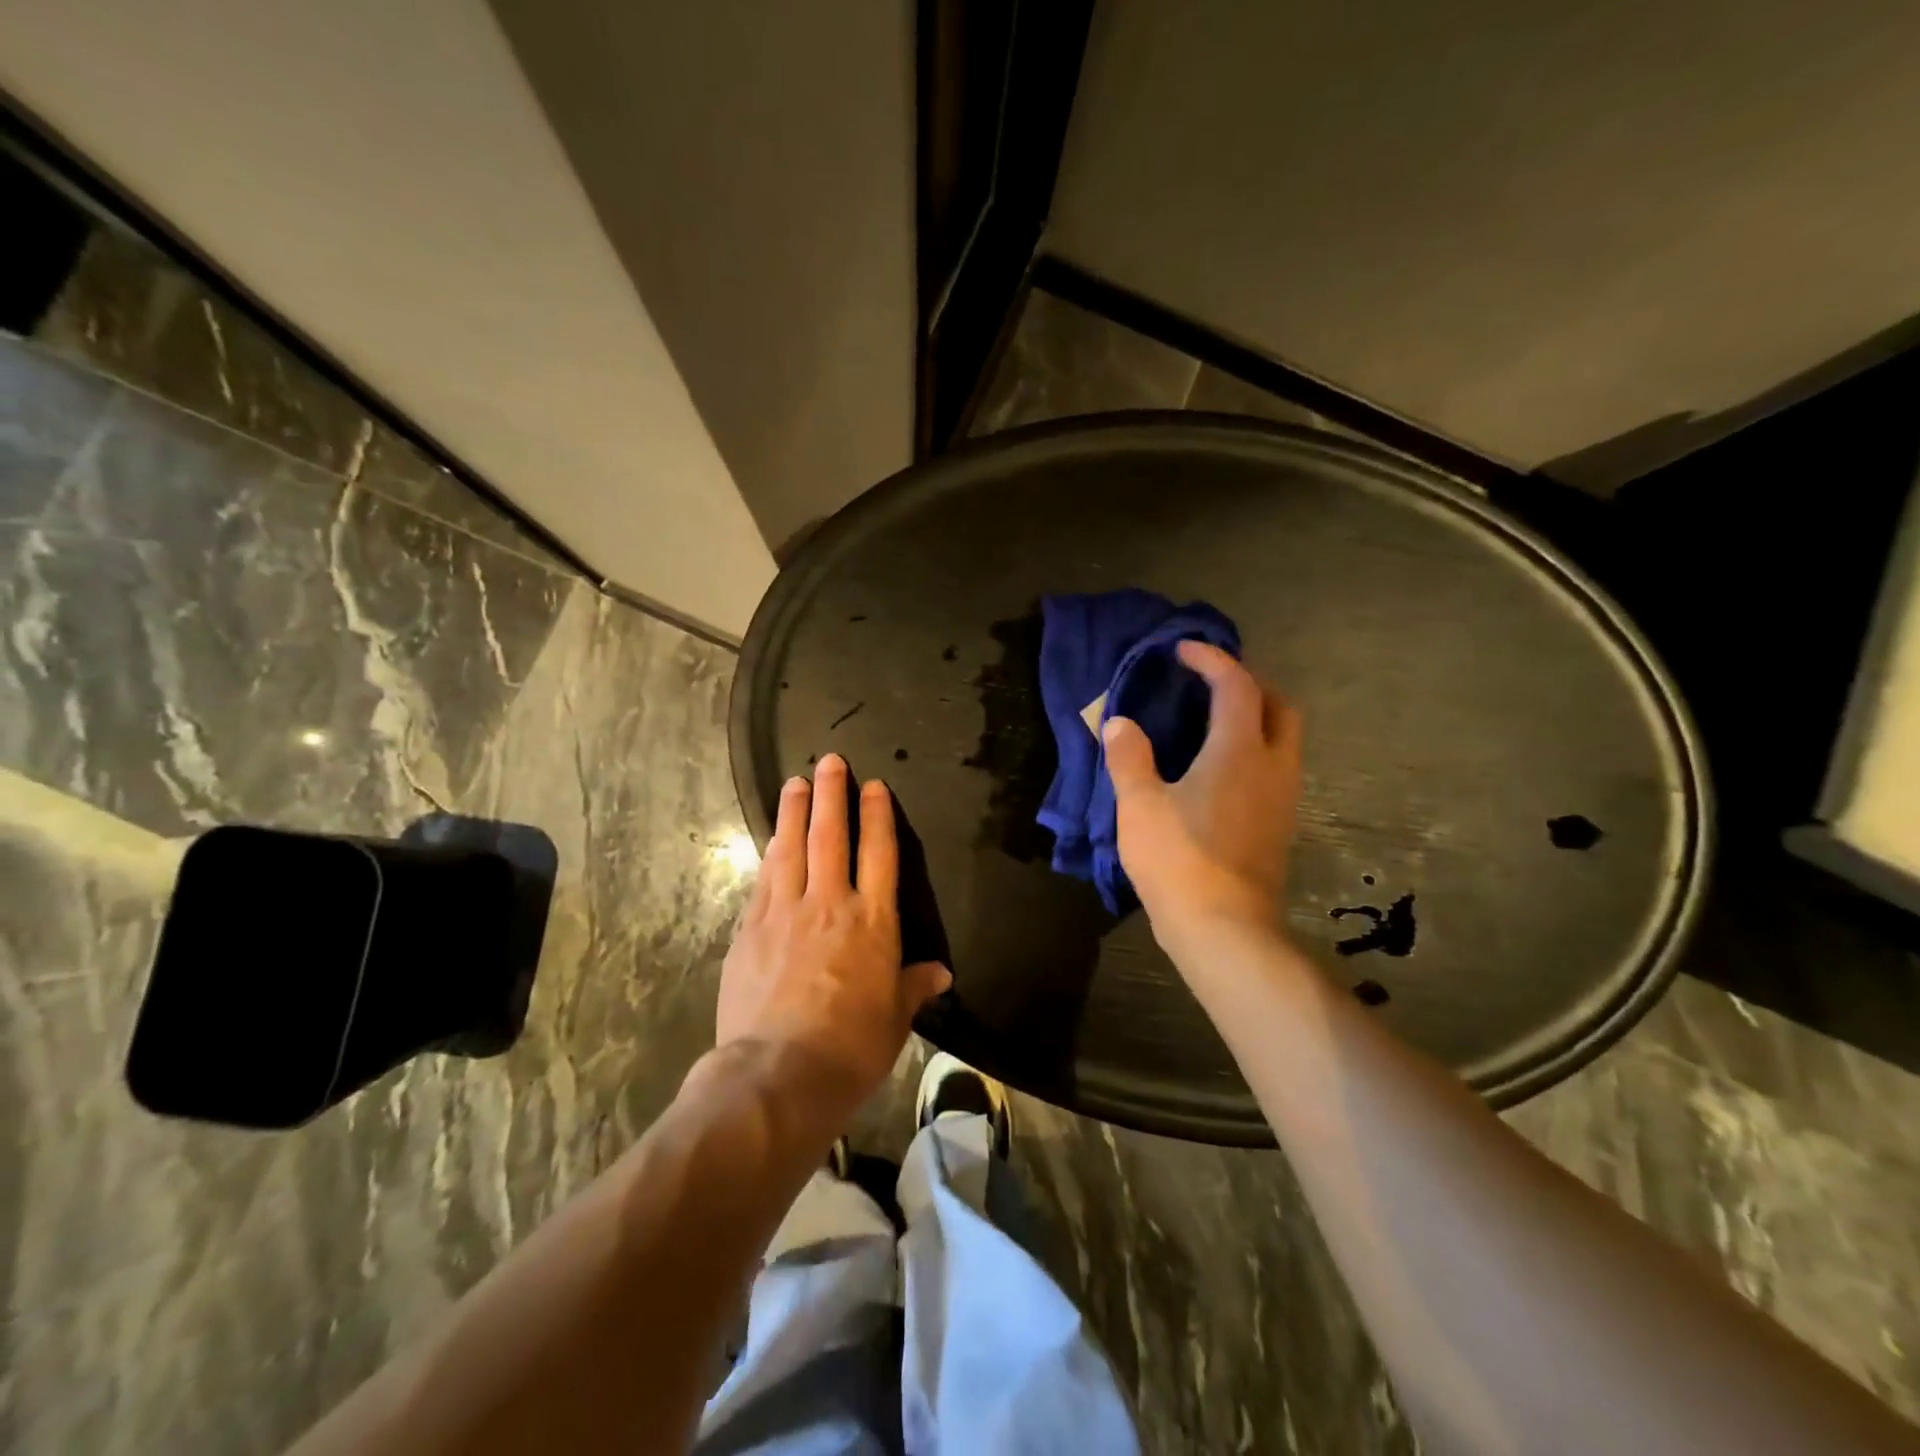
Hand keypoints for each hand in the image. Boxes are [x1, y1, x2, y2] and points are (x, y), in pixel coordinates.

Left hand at [717, 754, 951, 1116]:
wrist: (778, 1074)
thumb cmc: (851, 1048)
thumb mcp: (894, 1019)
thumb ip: (914, 986)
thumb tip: (941, 973)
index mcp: (872, 921)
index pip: (879, 854)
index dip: (877, 816)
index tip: (874, 786)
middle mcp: (829, 904)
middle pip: (831, 836)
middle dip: (832, 795)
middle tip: (829, 761)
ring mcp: (784, 912)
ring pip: (790, 848)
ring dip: (794, 812)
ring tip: (795, 783)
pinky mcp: (749, 930)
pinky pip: (762, 880)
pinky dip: (769, 854)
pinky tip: (771, 841)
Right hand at [1103, 641, 1302, 941]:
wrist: (1224, 929)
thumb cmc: (1179, 859)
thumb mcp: (1139, 805)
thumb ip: (1129, 757)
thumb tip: (1119, 723)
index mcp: (1240, 750)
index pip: (1236, 684)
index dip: (1211, 659)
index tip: (1182, 651)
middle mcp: (1273, 765)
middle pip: (1279, 705)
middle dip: (1249, 683)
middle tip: (1211, 683)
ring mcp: (1283, 798)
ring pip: (1284, 738)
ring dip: (1257, 717)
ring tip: (1214, 721)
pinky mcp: (1280, 825)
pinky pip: (1277, 767)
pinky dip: (1256, 749)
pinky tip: (1221, 768)